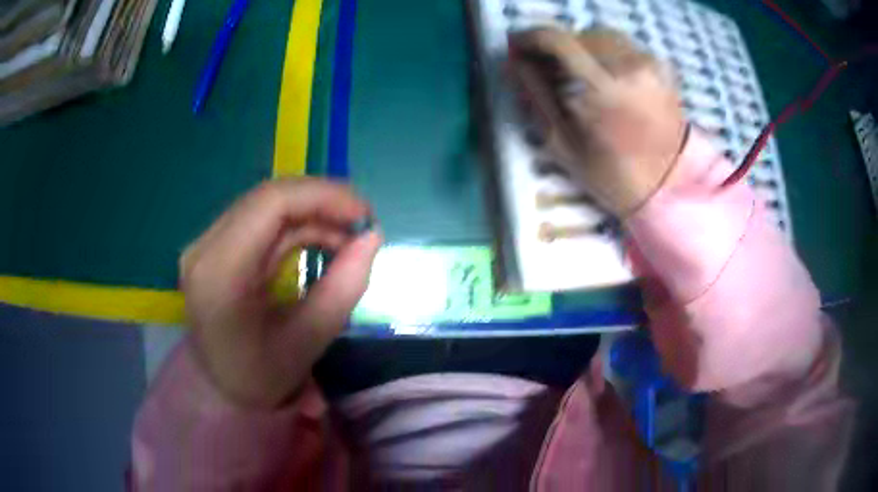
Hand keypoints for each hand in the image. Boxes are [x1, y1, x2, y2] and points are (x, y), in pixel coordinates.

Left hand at [179, 178, 381, 407]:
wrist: (221, 388)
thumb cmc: (261, 377)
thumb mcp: (308, 341)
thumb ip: (344, 288)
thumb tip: (372, 237)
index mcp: (220, 273)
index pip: (271, 204)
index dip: (324, 196)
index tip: (365, 216)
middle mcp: (205, 247)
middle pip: (269, 197)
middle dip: (323, 201)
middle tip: (362, 224)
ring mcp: (206, 243)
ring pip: (266, 203)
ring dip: (312, 212)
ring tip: (347, 236)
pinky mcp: (215, 245)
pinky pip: (261, 218)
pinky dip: (297, 223)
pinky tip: (321, 239)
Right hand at [509, 27, 687, 215]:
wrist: (667, 186)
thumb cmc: (611, 175)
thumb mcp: (562, 143)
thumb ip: (536, 95)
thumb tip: (515, 61)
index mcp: (605, 90)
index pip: (558, 40)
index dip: (530, 37)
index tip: (516, 45)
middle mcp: (631, 67)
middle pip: (579, 34)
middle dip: (556, 46)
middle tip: (544, 65)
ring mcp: (651, 65)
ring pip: (602, 35)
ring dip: (581, 47)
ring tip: (574, 70)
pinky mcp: (662, 67)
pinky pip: (624, 45)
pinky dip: (605, 52)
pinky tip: (603, 74)